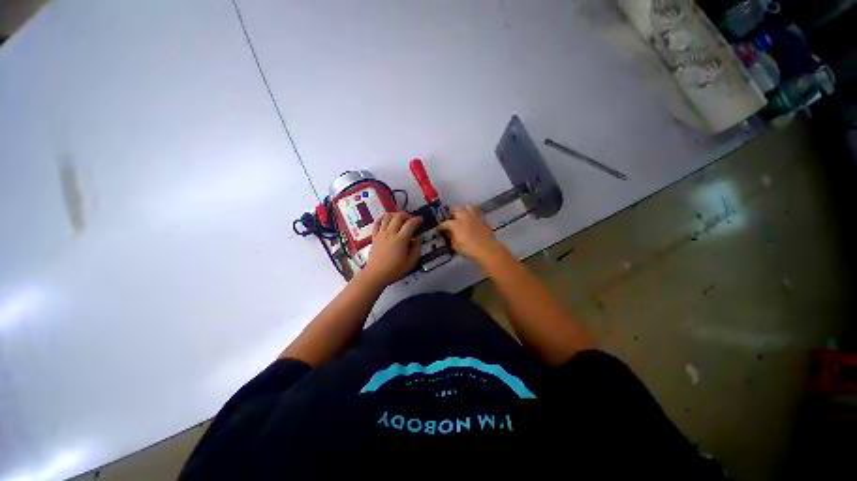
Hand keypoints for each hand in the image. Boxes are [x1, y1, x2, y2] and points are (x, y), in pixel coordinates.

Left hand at [362, 212, 422, 286]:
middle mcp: (390, 233)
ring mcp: (381, 233)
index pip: (410, 224)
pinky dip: (382, 218)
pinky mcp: (374, 236)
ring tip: (400, 218)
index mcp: (401, 239)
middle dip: (406, 215)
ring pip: (387, 217)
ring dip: (395, 214)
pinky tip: (386, 220)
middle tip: (411, 219)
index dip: (417, 220)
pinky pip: (377, 223)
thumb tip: (418, 237)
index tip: (421, 220)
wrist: (376, 275)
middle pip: (398, 217)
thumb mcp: (411, 262)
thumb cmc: (395, 270)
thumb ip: (417, 248)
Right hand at [438, 205, 507, 263]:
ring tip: (462, 214)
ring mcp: (474, 216)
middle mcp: (464, 217)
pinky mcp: (482, 219)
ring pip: (467, 207)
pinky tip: (472, 220)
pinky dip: (472, 215)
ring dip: (463, 209)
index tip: (439, 229)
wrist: (486, 248)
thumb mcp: (455, 246)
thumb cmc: (468, 249)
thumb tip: (449, 233)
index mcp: (455, 224)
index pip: (445, 223)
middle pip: (456, 209)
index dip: (441, 226)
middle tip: (450, 218)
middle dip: (451, 212)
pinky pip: (476, 213)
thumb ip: (451, 238)